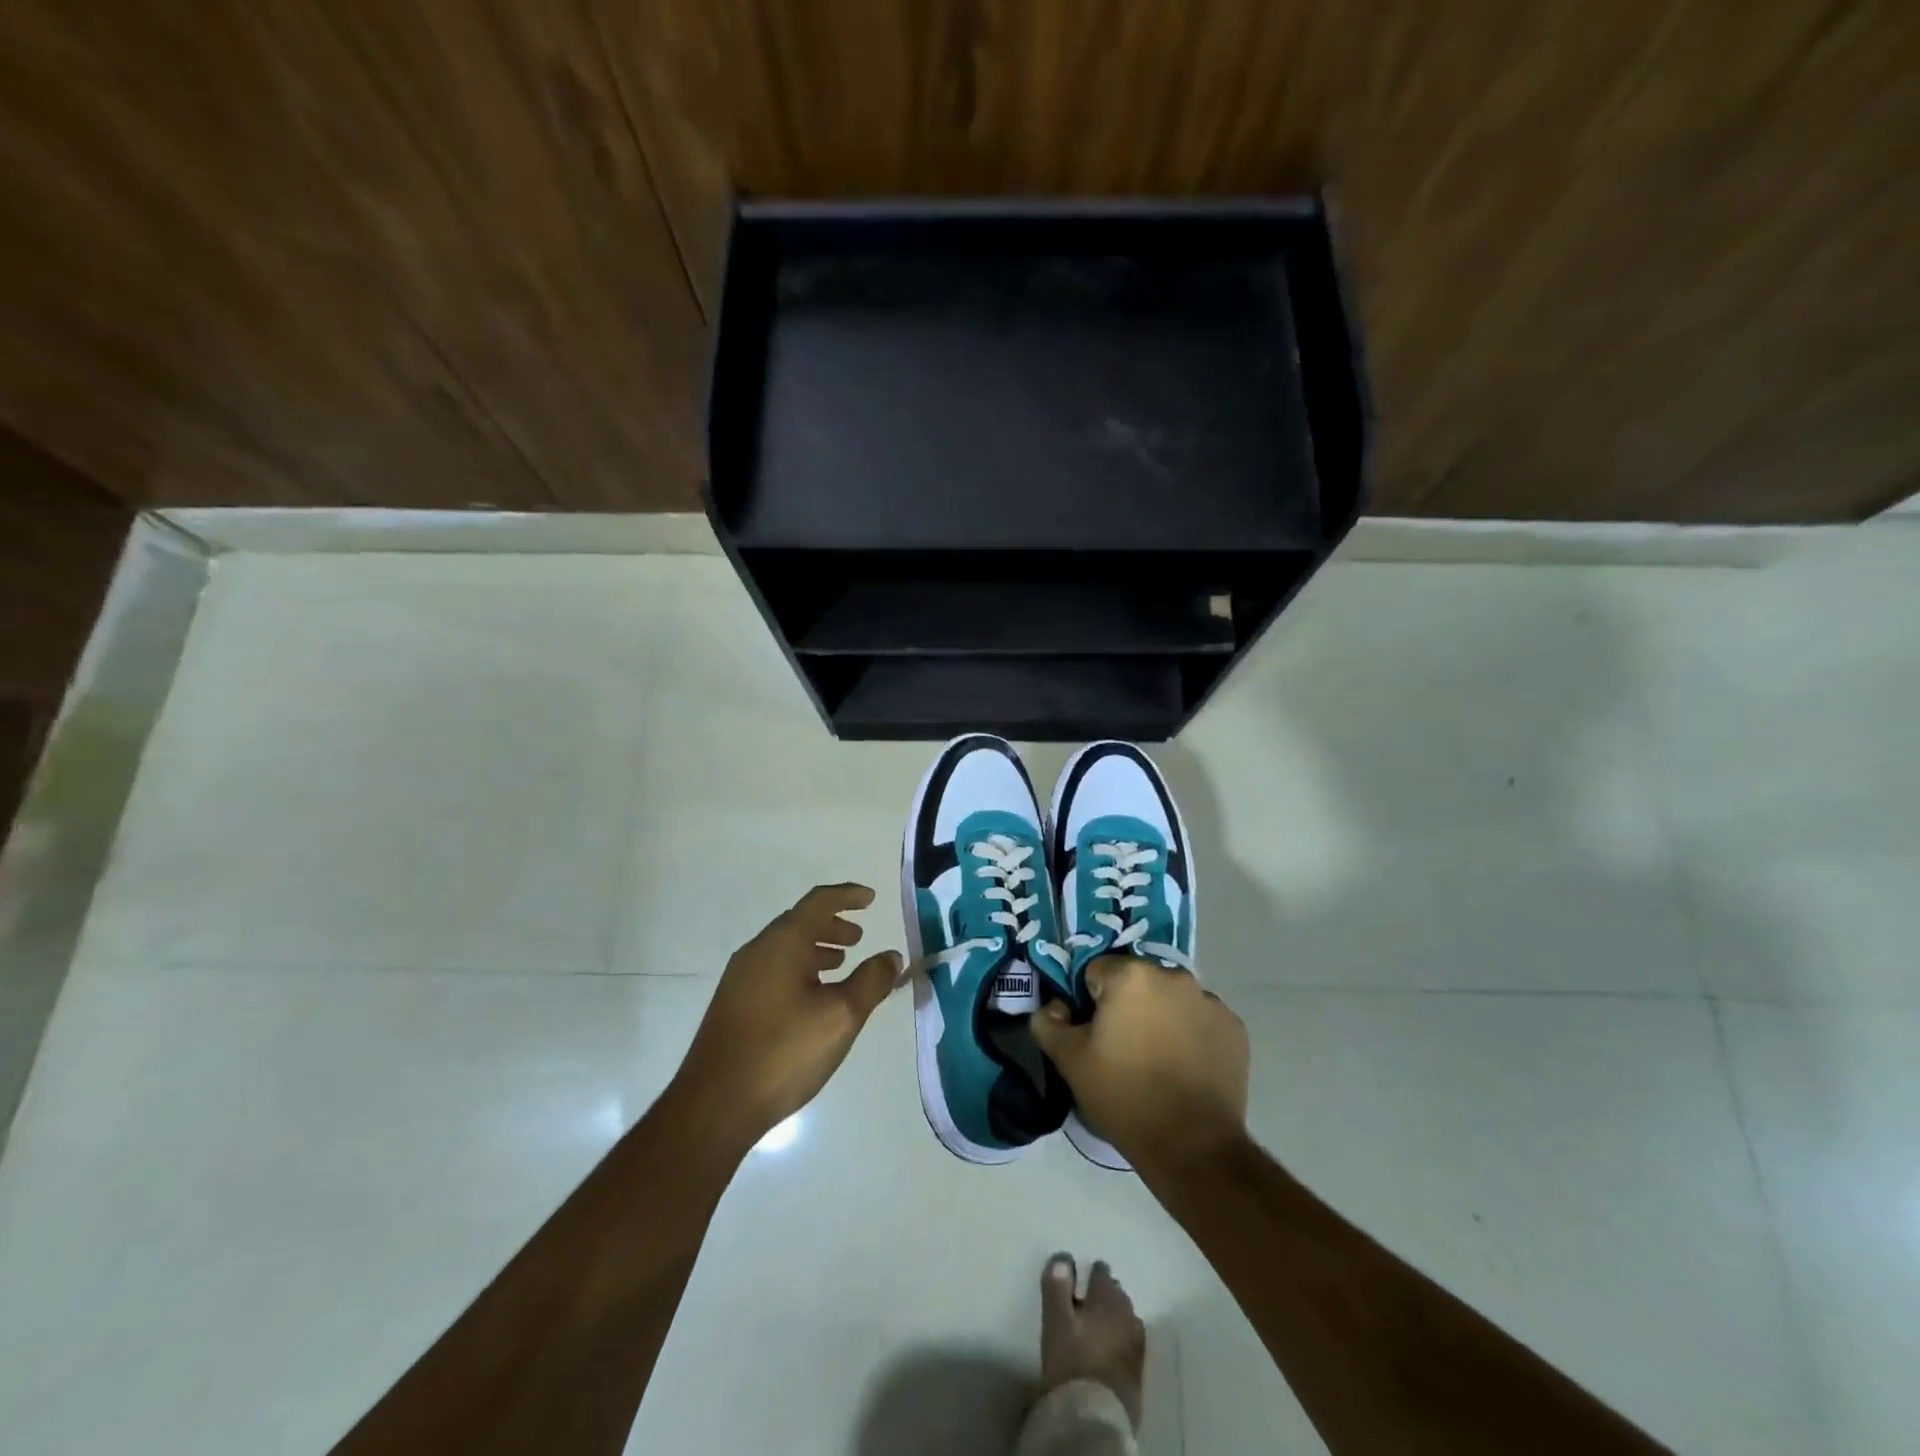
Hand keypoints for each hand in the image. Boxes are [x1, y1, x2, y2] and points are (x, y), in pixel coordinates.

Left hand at [673, 883, 902, 1146]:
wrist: (714, 1105)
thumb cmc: (783, 1052)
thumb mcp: (841, 1016)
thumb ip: (871, 981)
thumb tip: (891, 956)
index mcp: (782, 943)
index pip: (819, 902)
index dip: (847, 896)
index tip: (871, 898)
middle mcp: (758, 951)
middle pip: (799, 922)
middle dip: (832, 925)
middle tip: (859, 938)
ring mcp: (741, 978)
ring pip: (785, 948)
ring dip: (816, 948)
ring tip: (841, 965)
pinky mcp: (734, 1004)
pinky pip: (774, 969)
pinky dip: (800, 968)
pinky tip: (813, 998)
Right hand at [1030, 955, 1249, 1172]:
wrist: (1192, 1146)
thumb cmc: (1124, 1095)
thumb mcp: (1069, 1061)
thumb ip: (1048, 1021)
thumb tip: (1054, 1006)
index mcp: (1131, 975)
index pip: (1096, 972)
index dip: (1088, 1002)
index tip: (1093, 1034)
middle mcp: (1173, 975)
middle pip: (1136, 982)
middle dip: (1127, 1005)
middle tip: (1122, 1048)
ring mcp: (1209, 1001)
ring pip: (1170, 998)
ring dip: (1160, 1016)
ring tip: (1156, 1061)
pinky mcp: (1234, 1028)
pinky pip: (1200, 1019)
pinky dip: (1191, 1034)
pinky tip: (1185, 1068)